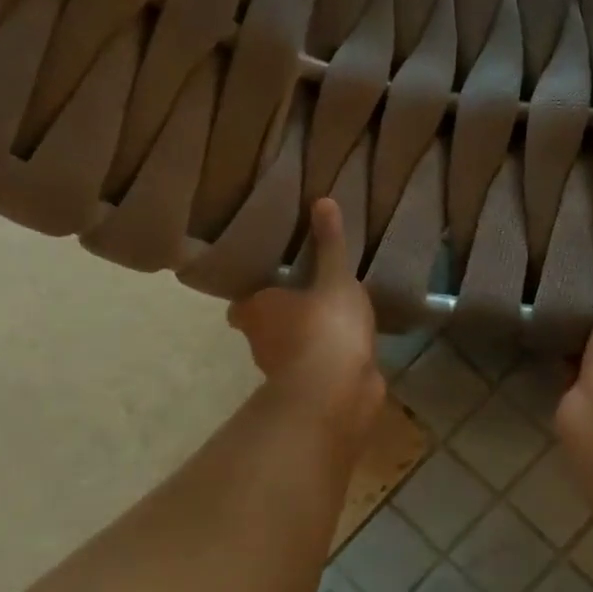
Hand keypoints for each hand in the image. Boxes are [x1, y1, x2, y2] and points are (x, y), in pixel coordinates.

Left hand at [227, 198, 383, 447]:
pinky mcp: (312, 390)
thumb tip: (322, 199)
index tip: (274, 280)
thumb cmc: (325, 326)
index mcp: (256, 310)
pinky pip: (318, 366)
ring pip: (290, 348)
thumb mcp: (335, 277)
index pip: (243, 302)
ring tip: (332, 315)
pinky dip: (327, 358)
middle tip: (306, 292)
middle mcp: (261, 341)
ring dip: (306, 337)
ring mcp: (285, 370)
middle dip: (282, 314)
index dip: (255, 293)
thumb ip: (330, 244)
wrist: (336, 392)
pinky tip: (349, 345)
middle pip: (264, 324)